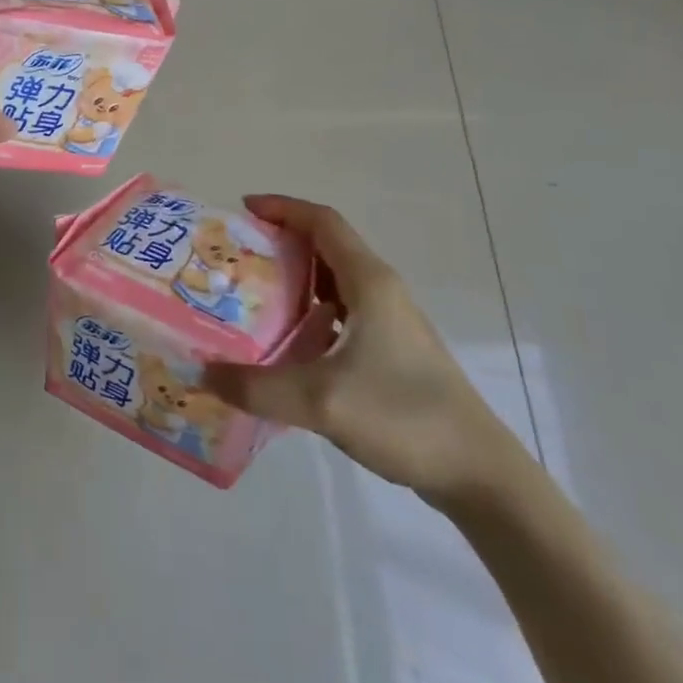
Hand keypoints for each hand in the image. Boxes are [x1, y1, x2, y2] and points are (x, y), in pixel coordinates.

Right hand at [205, 195, 526, 506]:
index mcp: (369, 282)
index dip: (283, 207)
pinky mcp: (392, 351)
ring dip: (296, 278)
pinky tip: (287, 342)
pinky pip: (342, 312)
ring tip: (252, 294)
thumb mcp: (322, 402)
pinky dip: (311, 312)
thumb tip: (202, 373)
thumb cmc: (404, 417)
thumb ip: (256, 387)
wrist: (479, 475)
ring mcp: (390, 322)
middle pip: (326, 246)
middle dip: (281, 241)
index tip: (242, 209)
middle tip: (237, 255)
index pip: (322, 221)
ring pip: (335, 281)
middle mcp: (381, 291)